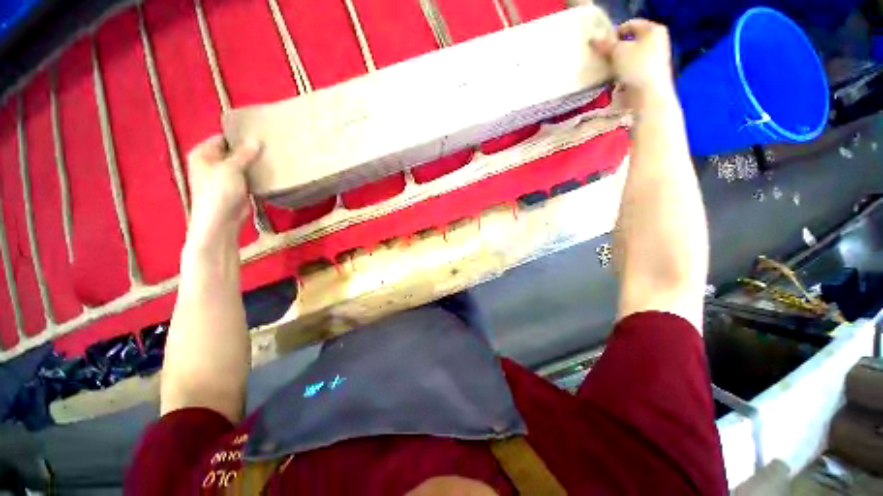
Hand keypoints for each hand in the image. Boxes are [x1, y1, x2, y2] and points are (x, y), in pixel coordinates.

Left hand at [185, 135, 260, 243]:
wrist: (220, 221)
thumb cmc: (219, 191)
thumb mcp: (231, 168)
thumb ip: (244, 154)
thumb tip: (256, 140)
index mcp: (203, 154)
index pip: (223, 138)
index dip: (239, 136)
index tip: (259, 134)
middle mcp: (212, 163)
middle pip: (233, 152)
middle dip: (249, 151)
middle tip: (269, 146)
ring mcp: (225, 177)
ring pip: (242, 165)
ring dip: (255, 164)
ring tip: (272, 158)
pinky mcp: (237, 189)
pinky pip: (248, 177)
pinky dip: (257, 175)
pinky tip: (270, 172)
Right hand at [592, 19, 673, 107]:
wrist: (649, 95)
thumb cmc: (636, 67)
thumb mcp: (618, 52)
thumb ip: (606, 44)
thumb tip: (593, 39)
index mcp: (653, 29)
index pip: (629, 24)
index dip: (614, 33)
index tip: (602, 45)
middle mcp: (657, 40)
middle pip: (631, 41)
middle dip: (616, 48)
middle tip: (603, 57)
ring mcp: (656, 58)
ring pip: (631, 55)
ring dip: (618, 62)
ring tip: (607, 69)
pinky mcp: (650, 74)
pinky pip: (633, 68)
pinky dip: (623, 72)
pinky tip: (615, 79)